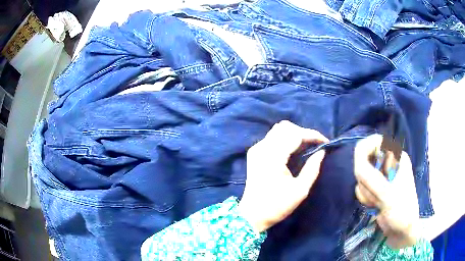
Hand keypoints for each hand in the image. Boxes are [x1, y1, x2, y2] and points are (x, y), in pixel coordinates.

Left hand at [238, 121, 327, 232]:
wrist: (252, 215)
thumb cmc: (277, 206)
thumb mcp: (300, 190)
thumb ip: (312, 168)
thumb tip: (321, 152)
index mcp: (273, 157)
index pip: (295, 134)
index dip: (312, 135)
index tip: (325, 141)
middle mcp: (262, 148)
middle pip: (285, 127)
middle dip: (303, 132)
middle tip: (315, 145)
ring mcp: (256, 149)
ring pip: (278, 130)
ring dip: (294, 134)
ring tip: (306, 147)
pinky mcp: (254, 153)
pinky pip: (272, 137)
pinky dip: (285, 139)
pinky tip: (293, 150)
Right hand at [354, 135, 420, 248]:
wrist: (401, 230)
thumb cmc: (401, 210)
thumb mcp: (387, 194)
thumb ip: (371, 178)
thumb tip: (356, 162)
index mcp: (396, 157)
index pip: (375, 142)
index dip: (365, 152)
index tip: (362, 171)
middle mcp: (388, 163)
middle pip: (365, 161)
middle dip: (367, 181)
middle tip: (376, 194)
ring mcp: (382, 177)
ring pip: (362, 177)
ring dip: (366, 192)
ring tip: (378, 202)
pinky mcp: (376, 188)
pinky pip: (362, 188)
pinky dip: (365, 198)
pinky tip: (375, 206)